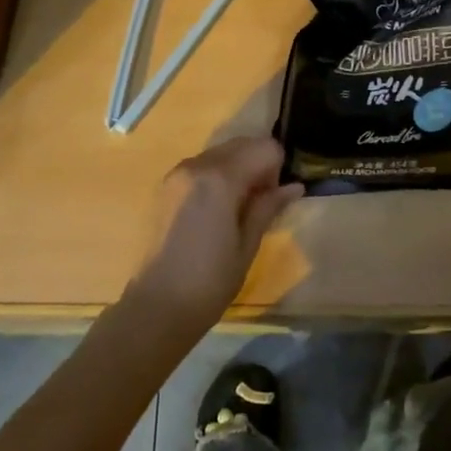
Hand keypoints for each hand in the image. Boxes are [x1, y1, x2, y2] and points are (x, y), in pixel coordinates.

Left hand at [128, 136, 301, 337]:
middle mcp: (197, 165)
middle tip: (260, 202)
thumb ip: (268, 207)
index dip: (277, 168)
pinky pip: (202, 165)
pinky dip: (217, 174)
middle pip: (242, 144)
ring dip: (238, 167)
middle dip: (258, 163)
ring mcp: (178, 172)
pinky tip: (216, 209)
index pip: (264, 148)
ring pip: (221, 152)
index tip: (274, 198)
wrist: (156, 307)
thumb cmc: (209, 282)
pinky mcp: (166, 185)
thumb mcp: (247, 245)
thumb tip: (294, 186)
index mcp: (220, 178)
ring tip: (238, 208)